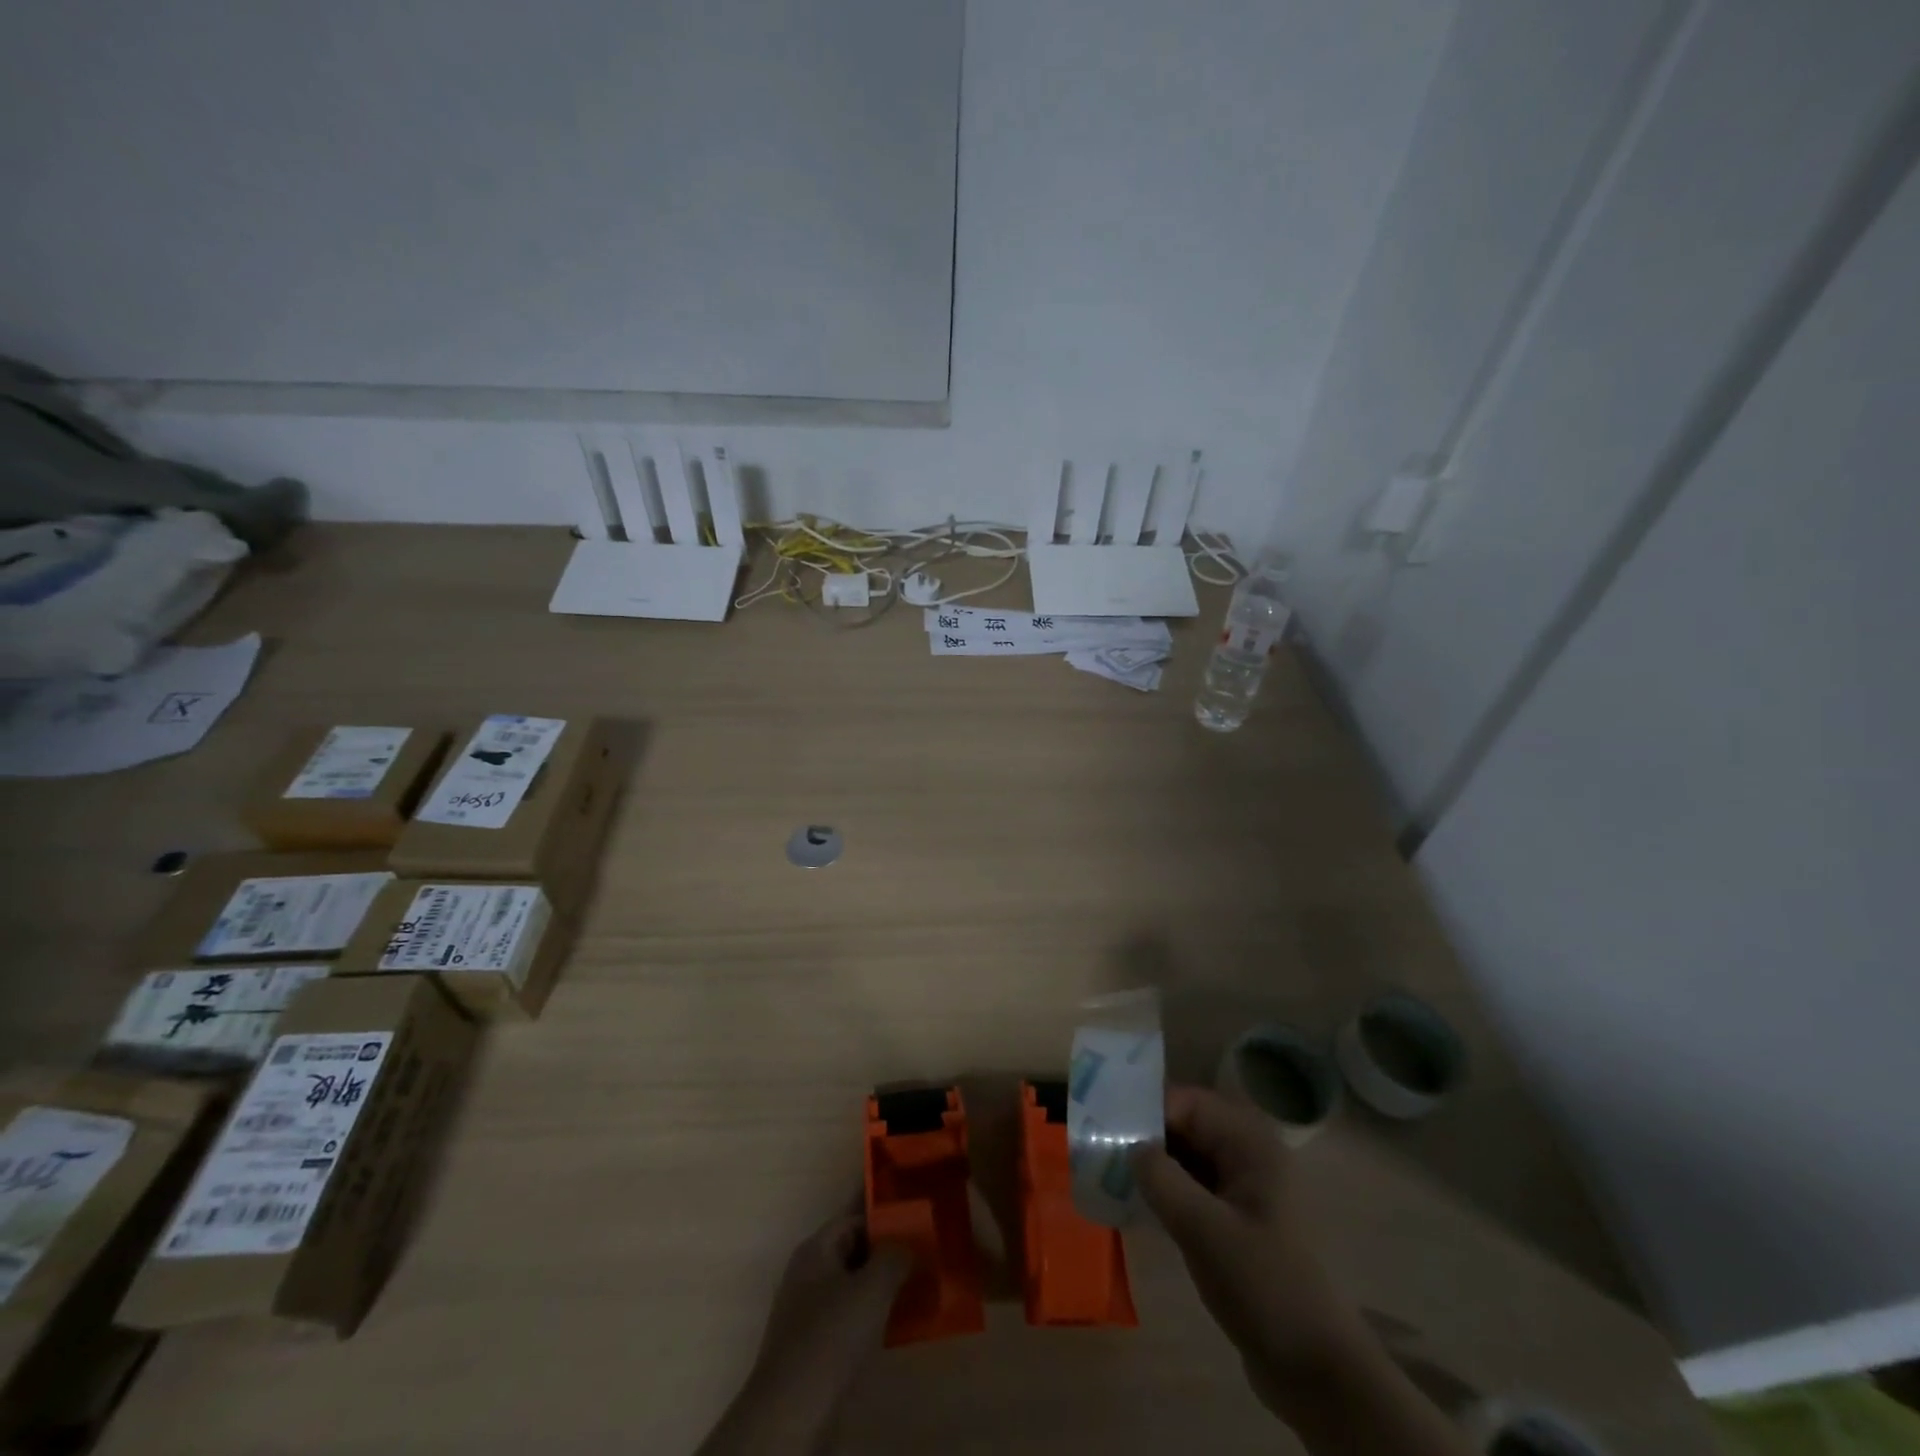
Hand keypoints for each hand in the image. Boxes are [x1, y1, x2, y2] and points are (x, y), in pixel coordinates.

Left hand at [697, 1209, 910, 1455]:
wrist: (792, 1415)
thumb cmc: (831, 1337)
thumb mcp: (872, 1288)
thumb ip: (894, 1256)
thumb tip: (908, 1244)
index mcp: (816, 1250)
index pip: (853, 1218)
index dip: (883, 1215)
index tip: (915, 1216)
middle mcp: (810, 1275)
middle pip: (854, 1251)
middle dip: (888, 1251)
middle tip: (926, 1251)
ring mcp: (811, 1314)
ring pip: (855, 1286)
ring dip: (885, 1285)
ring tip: (922, 1284)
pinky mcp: (818, 1349)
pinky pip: (853, 1318)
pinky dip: (876, 1316)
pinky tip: (902, 1324)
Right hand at [1132, 1085, 1367, 1404]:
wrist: (1317, 1372)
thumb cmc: (1264, 1286)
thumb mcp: (1204, 1230)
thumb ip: (1162, 1179)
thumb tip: (1130, 1145)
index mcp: (1251, 1143)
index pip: (1188, 1103)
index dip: (1148, 1110)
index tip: (1107, 1128)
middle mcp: (1249, 1155)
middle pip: (1187, 1126)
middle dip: (1146, 1135)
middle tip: (1100, 1148)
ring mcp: (1244, 1190)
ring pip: (1187, 1158)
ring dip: (1153, 1164)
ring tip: (1108, 1172)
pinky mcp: (1236, 1222)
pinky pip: (1193, 1188)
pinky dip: (1166, 1190)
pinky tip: (1136, 1203)